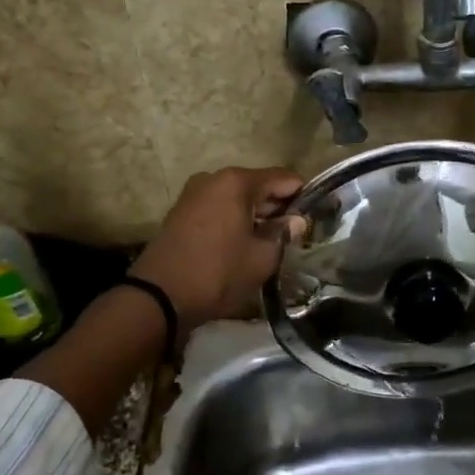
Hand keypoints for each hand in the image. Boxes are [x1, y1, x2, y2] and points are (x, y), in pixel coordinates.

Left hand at [131, 166, 304, 332]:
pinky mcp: (182, 212)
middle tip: (296, 232)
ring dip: (256, 214)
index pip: (284, 178)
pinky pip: (219, 208)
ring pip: (238, 197)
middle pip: (259, 185)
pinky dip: (235, 219)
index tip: (316, 215)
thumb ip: (283, 234)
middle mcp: (214, 178)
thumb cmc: (218, 272)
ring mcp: (194, 194)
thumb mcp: (262, 257)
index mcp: (237, 181)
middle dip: (279, 206)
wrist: (159, 296)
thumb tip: (296, 221)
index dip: (303, 194)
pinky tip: (244, 242)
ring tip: (272, 241)